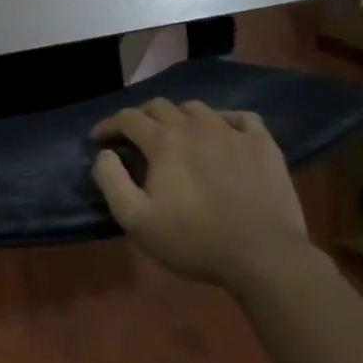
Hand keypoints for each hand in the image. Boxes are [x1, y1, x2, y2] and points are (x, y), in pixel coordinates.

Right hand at [90, 100, 309, 283]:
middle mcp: (195, 126)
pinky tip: (223, 134)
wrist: (264, 257)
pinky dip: (224, 120)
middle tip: (134, 137)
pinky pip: (241, 117)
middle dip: (141, 117)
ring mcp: (232, 132)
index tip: (98, 139)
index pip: (128, 118)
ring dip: (179, 117)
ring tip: (177, 136)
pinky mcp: (263, 144)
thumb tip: (104, 154)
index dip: (108, 125)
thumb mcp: (136, 220)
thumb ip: (111, 181)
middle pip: (160, 106)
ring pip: (197, 109)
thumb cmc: (194, 241)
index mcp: (163, 141)